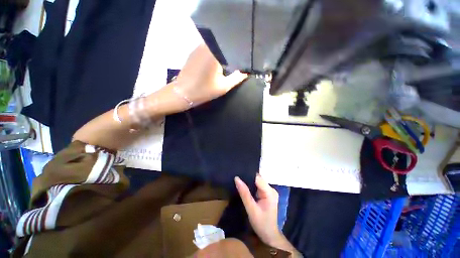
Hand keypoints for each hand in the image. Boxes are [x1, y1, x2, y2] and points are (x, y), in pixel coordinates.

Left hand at [174, 43, 247, 106]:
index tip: (244, 58)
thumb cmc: (204, 90)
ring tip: (227, 62)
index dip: (239, 52)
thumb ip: (237, 78)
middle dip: (231, 52)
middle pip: (223, 44)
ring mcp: (198, 47)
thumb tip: (246, 72)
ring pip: (215, 46)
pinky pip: (207, 49)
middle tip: (237, 61)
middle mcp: (206, 45)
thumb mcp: (224, 86)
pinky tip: (215, 63)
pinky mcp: (193, 52)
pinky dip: (213, 54)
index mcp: (215, 52)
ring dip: (221, 53)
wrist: (183, 93)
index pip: (232, 46)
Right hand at [235, 174, 280, 244]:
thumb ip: (244, 193)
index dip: (248, 174)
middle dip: (247, 178)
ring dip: (248, 182)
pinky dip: (251, 186)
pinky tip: (244, 186)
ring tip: (238, 180)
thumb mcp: (251, 209)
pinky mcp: (266, 194)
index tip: (238, 172)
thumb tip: (237, 178)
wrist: (269, 235)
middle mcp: (271, 189)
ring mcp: (269, 191)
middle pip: (258, 178)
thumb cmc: (261, 224)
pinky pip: (257, 186)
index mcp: (270, 192)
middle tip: (236, 177)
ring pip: (257, 182)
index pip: (257, 178)